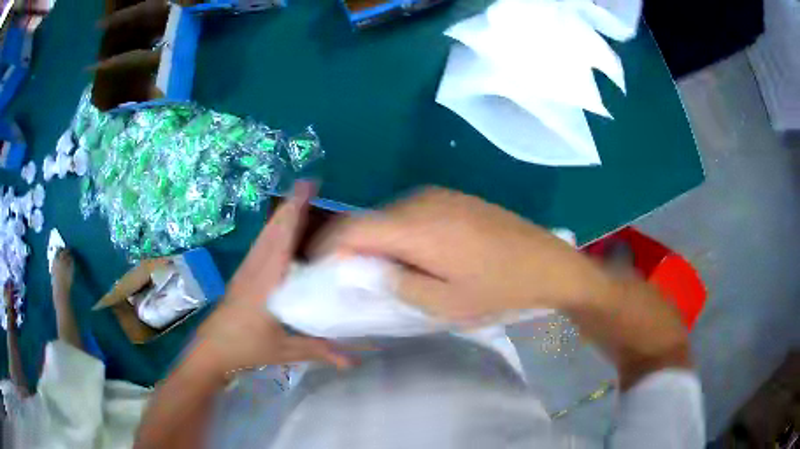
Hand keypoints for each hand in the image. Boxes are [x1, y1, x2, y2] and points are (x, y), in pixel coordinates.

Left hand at [194, 182, 351, 378]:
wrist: (211, 350)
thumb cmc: (245, 347)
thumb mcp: (284, 351)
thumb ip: (319, 351)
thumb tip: (355, 360)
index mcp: (266, 281)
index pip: (283, 239)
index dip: (295, 212)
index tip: (307, 188)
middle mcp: (256, 268)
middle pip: (274, 229)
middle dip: (291, 204)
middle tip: (310, 185)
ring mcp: (247, 269)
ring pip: (266, 235)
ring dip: (282, 215)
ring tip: (300, 200)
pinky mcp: (243, 275)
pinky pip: (261, 245)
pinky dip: (274, 230)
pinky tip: (281, 231)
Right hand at [314, 187, 611, 321]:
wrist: (549, 263)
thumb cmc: (499, 289)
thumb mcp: (444, 304)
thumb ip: (395, 285)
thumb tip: (359, 271)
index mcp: (416, 226)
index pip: (352, 228)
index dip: (327, 247)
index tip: (317, 271)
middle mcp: (421, 201)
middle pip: (368, 220)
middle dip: (349, 247)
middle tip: (345, 278)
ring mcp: (439, 195)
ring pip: (388, 216)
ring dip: (375, 241)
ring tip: (377, 271)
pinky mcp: (453, 198)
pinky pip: (411, 213)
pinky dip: (398, 234)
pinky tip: (411, 255)